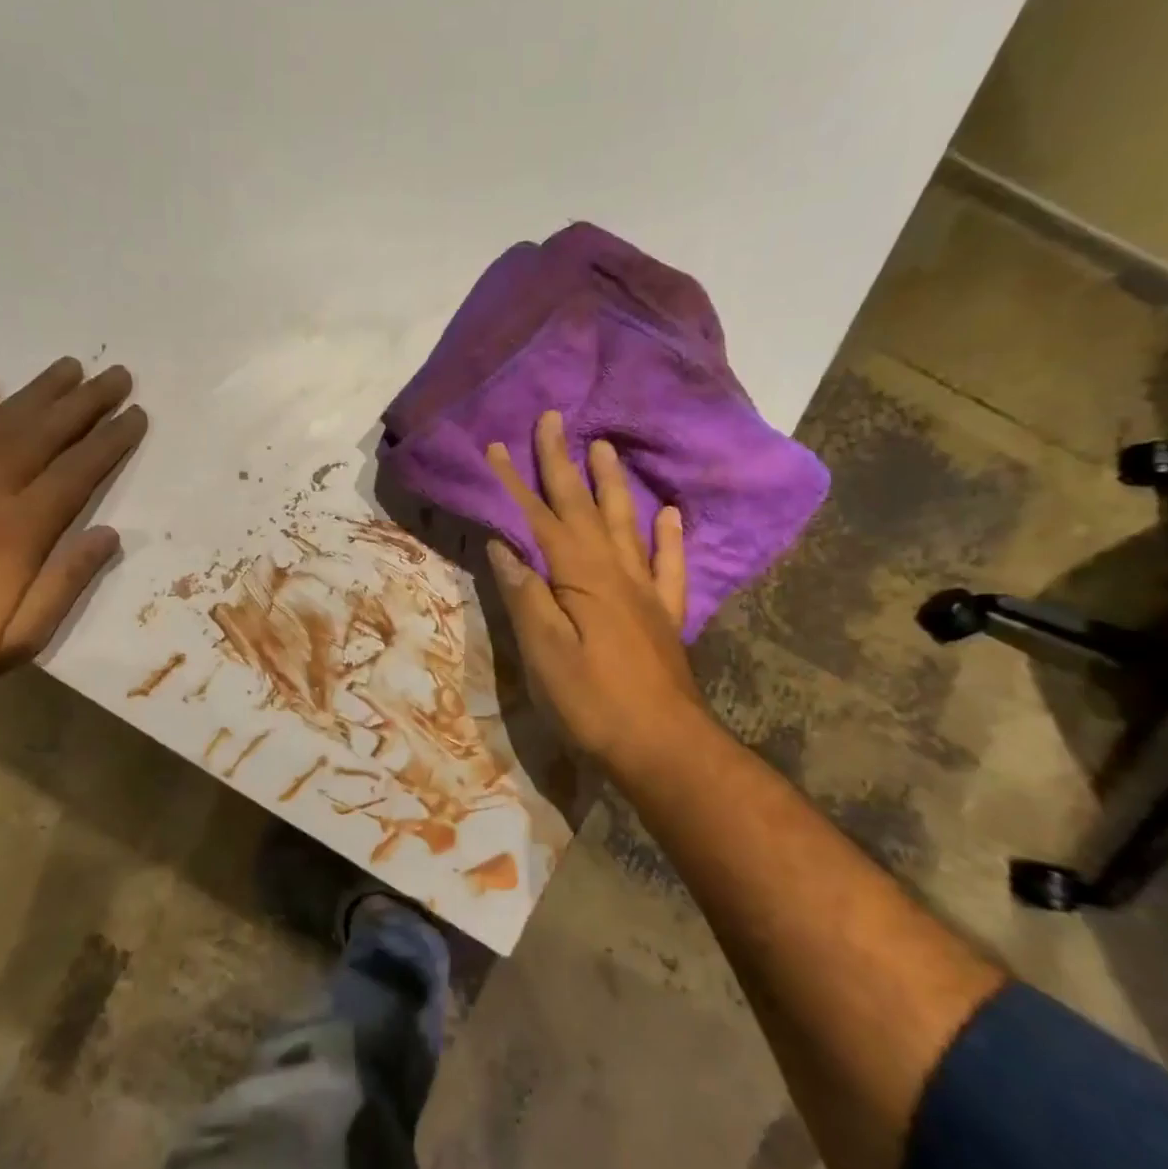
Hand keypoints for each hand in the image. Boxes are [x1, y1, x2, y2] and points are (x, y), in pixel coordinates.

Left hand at [0, 359, 147, 685]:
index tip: (135, 414)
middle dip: (86, 402)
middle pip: (46, 433)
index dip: (111, 440)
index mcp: (24, 527)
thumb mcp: (32, 629)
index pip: (78, 470)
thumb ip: (71, 578)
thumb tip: (110, 533)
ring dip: (38, 392)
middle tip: (116, 375)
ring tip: (69, 366)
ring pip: (1, 423)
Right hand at [484, 411, 709, 785]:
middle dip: (563, 464)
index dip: (517, 483)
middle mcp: (614, 571)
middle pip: (582, 508)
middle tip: (554, 421)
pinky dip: (668, 536)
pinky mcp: (663, 615)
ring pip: (625, 524)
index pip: (540, 519)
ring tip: (605, 448)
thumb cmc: (592, 701)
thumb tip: (504, 546)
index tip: (499, 447)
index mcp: (579, 577)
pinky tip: (668, 514)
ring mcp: (644, 591)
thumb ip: (526, 594)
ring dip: (611, 484)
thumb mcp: (544, 651)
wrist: (664, 746)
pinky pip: (668, 565)